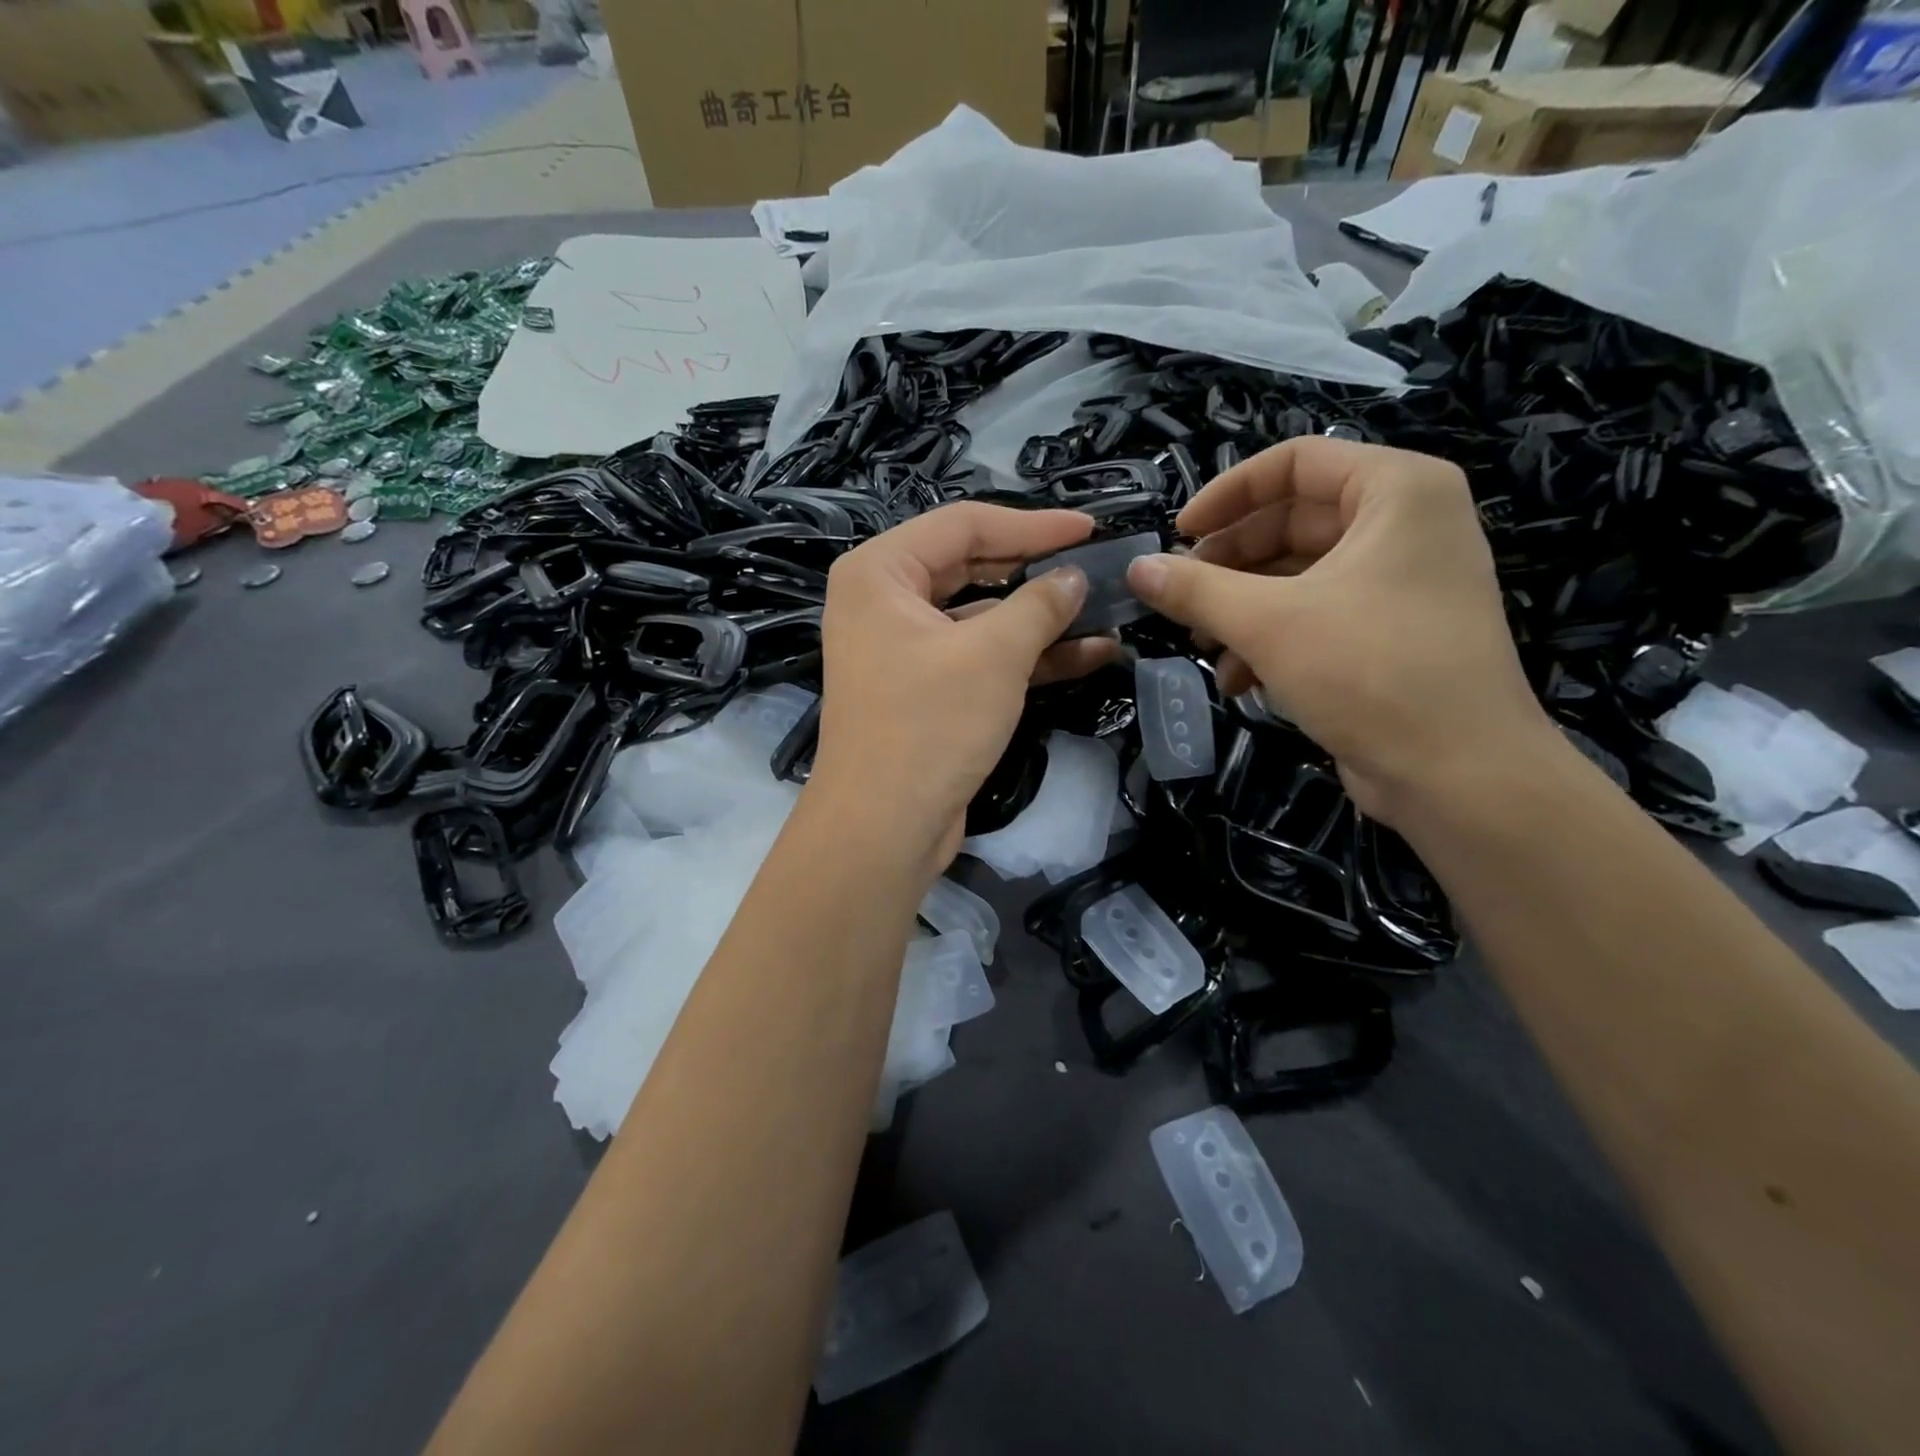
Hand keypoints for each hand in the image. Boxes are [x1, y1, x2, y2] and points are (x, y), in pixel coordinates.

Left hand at [810, 503, 1118, 869]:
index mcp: (880, 572)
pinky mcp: (925, 690)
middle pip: (972, 566)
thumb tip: (1074, 577)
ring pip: (981, 616)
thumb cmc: (930, 725)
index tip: (1090, 528)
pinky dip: (1027, 656)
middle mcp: (884, 601)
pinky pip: (980, 656)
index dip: (1033, 524)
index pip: (965, 524)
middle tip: (1098, 565)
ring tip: (1106, 611)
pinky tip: (1088, 655)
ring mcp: (904, 648)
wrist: (884, 827)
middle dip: (1037, 570)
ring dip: (1041, 618)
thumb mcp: (994, 655)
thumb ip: (1040, 605)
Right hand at [1126, 437, 1553, 824]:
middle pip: (1292, 521)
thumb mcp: (1267, 623)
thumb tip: (1136, 569)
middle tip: (1179, 597)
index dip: (1227, 494)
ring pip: (1298, 574)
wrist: (1459, 775)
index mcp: (1397, 491)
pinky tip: (1238, 681)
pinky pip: (1317, 614)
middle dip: (1228, 564)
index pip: (1295, 461)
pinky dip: (1272, 639)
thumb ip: (1195, 590)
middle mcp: (1406, 524)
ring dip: (1241, 608)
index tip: (1178, 535)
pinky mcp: (1391, 632)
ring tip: (1201, 646)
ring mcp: (1402, 581)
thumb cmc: (1369, 671)